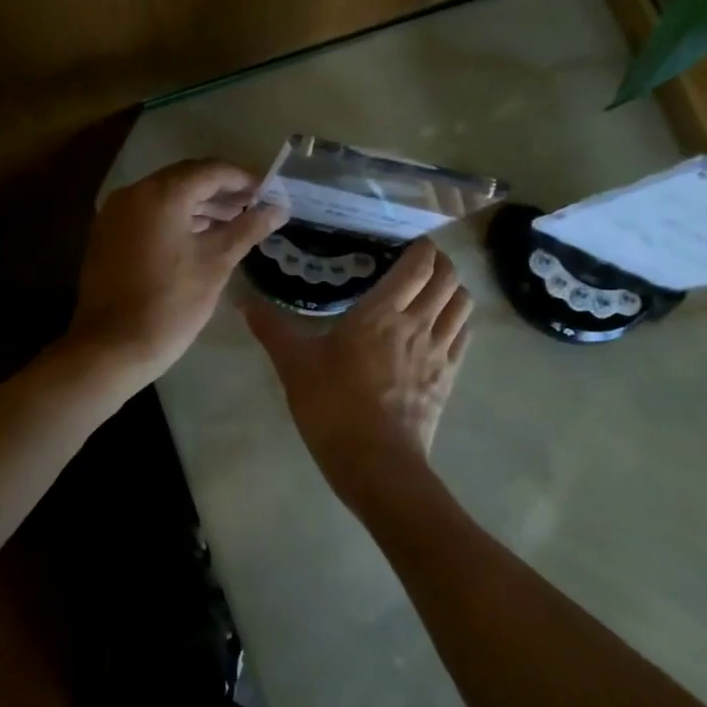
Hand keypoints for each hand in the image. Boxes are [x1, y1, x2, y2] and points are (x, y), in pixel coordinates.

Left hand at [67, 159, 288, 385]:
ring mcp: (115, 213)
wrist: (112, 347)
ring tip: (233, 222)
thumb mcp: (216, 263)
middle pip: (186, 179)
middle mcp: (133, 193)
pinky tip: (199, 236)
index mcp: (161, 194)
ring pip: (166, 196)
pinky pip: (148, 213)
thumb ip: (248, 228)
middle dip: (222, 191)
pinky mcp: (108, 234)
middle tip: (254, 207)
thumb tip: (278, 208)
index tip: (269, 192)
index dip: (243, 179)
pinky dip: (175, 218)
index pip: (210, 171)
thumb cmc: (171, 304)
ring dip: (199, 205)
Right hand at [242, 238, 473, 515]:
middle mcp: (418, 323)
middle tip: (418, 261)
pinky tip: (439, 326)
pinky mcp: (448, 378)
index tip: (407, 242)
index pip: (418, 265)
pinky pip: (463, 335)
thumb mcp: (294, 365)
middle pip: (448, 278)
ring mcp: (439, 351)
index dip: (421, 247)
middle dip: (439, 262)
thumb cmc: (333, 407)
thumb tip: (243, 301)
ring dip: (452, 289)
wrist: (376, 465)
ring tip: (431, 290)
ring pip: (462, 303)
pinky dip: (457, 320)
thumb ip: (271, 328)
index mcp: (382, 313)